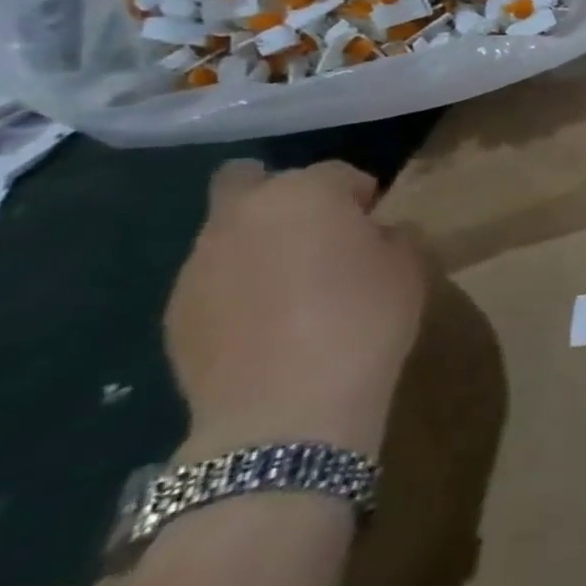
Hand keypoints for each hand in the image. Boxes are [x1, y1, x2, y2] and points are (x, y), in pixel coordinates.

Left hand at [167, 161, 428, 458]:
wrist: (288, 412)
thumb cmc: (364, 322)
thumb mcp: (409, 269)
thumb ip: (393, 237)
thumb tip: (376, 236)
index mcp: (305, 194)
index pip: (338, 173)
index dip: (361, 197)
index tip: (376, 226)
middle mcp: (242, 216)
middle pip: (249, 179)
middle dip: (281, 197)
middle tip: (316, 236)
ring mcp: (199, 264)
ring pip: (227, 233)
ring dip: (257, 246)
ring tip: (291, 289)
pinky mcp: (175, 313)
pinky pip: (213, 282)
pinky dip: (237, 290)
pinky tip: (266, 326)